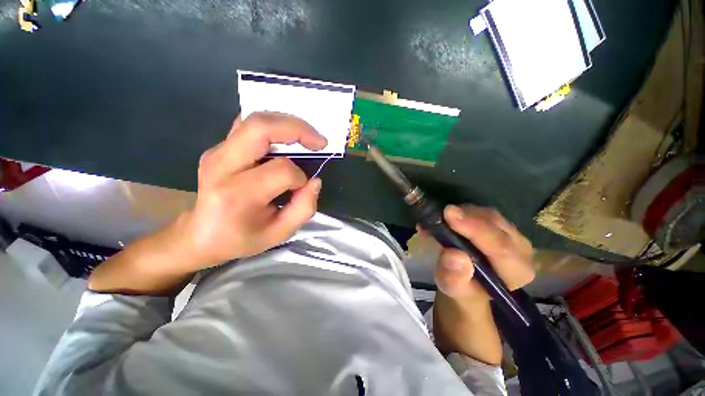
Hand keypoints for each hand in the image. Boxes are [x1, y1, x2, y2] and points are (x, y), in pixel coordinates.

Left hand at [179, 112, 326, 268]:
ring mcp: (217, 151)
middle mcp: (222, 165)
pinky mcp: (218, 147)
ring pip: (255, 120)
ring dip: (287, 124)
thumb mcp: (278, 234)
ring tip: (306, 137)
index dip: (300, 177)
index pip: (281, 170)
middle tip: (319, 141)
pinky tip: (285, 138)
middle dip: (298, 129)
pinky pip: (248, 125)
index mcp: (237, 194)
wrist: (198, 235)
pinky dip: (273, 126)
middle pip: (261, 127)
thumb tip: (315, 181)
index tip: (303, 188)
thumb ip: (303, 209)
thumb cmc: (240, 238)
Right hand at [430, 205, 533, 363]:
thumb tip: (454, 256)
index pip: (500, 246)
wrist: (467, 282)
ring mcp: (510, 234)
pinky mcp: (498, 225)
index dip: (475, 229)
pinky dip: (460, 211)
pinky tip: (442, 217)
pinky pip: (480, 212)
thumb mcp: (453, 290)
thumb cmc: (462, 289)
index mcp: (516, 272)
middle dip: (466, 217)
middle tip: (440, 214)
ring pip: (487, 214)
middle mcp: (520, 250)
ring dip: (460, 212)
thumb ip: (454, 278)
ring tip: (437, 218)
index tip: (449, 214)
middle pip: (495, 225)